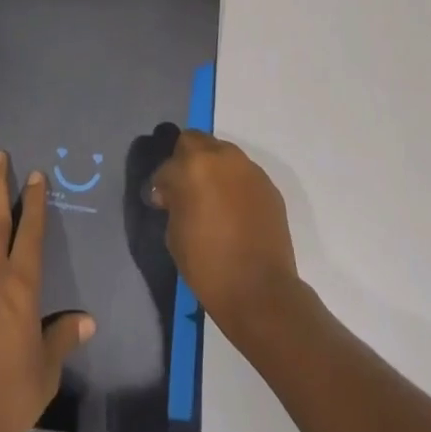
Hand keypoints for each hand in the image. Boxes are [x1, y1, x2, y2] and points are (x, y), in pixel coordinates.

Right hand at [147, 131, 299, 337]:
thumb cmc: (207, 264)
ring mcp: (249, 169)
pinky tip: (234, 210)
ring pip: (223, 154)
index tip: (162, 202)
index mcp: (193, 166)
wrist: (260, 290)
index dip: (162, 183)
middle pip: (196, 141)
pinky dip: (234, 184)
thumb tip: (173, 195)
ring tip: (212, 199)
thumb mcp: (175, 233)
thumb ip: (173, 202)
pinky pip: (243, 174)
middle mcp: (222, 157)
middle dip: (186, 160)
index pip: (168, 164)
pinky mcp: (268, 186)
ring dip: (213, 168)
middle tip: (185, 189)